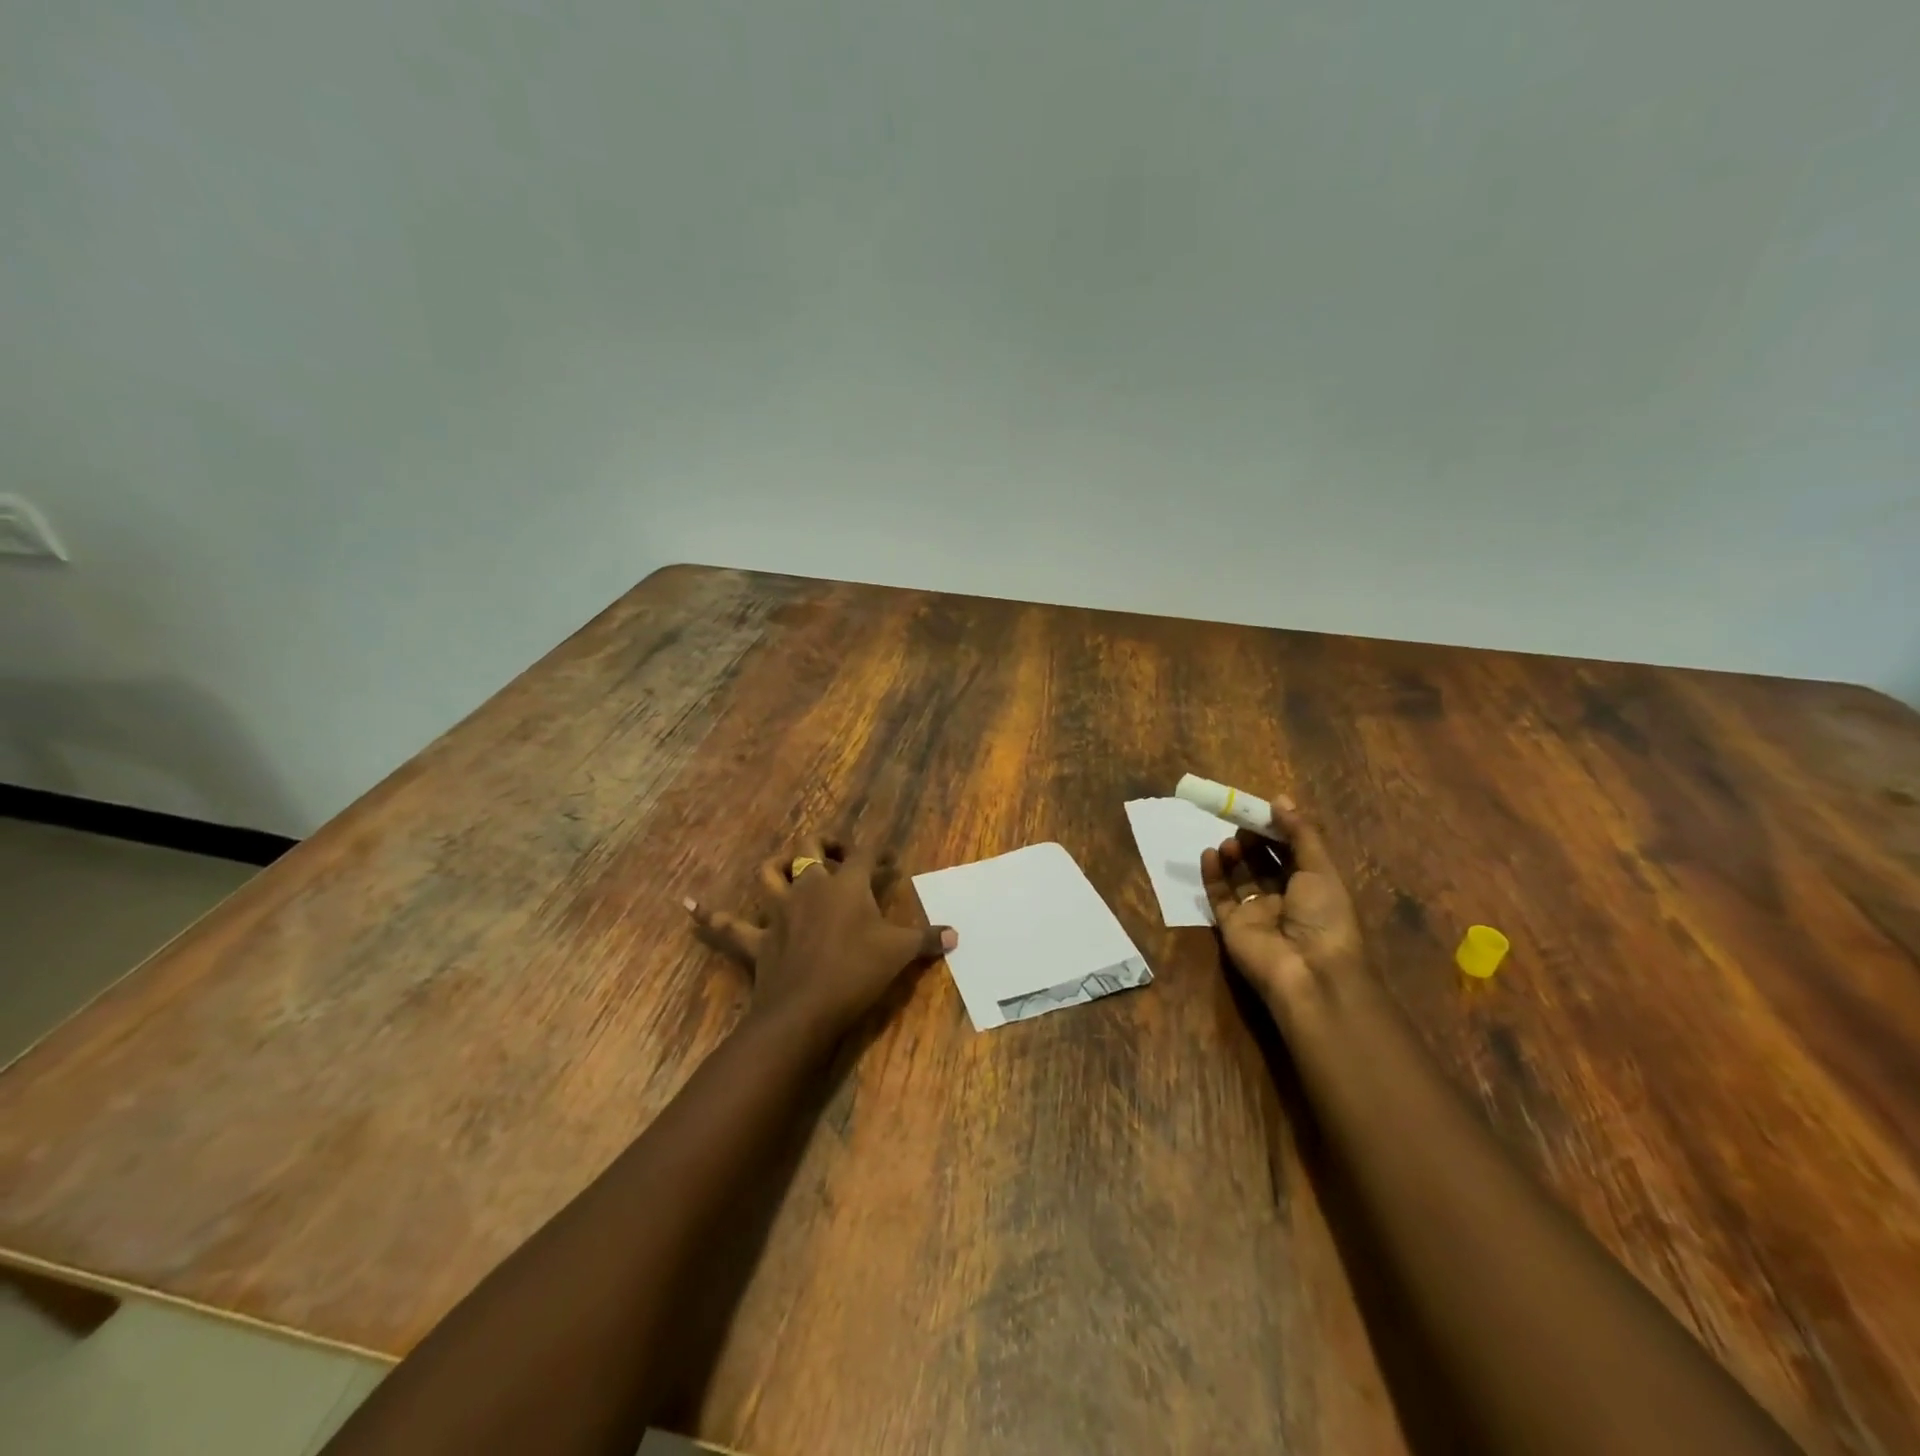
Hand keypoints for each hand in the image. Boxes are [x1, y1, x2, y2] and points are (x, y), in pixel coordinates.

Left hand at [685, 834, 957, 1038]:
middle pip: (812, 847)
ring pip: (769, 872)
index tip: (888, 861)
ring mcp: (779, 911)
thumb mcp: (900, 954)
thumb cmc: (857, 973)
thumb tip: (957, 935)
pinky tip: (687, 905)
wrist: (805, 1010)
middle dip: (825, 843)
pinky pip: (726, 923)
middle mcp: (810, 887)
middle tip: (839, 855)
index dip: (878, 853)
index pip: (865, 855)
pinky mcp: (755, 939)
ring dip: (777, 865)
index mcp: (846, 885)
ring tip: (788, 868)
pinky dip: (707, 914)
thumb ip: (928, 940)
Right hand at [1201, 796, 1364, 1014]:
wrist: (1308, 972)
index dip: (1277, 829)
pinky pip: (1218, 895)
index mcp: (1313, 886)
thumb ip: (1300, 833)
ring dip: (1234, 854)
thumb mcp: (1320, 869)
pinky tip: (1210, 854)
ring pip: (1240, 876)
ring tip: (1230, 842)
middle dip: (1253, 839)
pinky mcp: (1231, 925)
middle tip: (1241, 820)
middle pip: (1264, 861)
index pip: (1292, 851)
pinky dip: (1212, 874)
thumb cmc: (1324, 916)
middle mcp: (1284, 898)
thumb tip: (1280, 799)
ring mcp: (1256, 913)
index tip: (1261, 808)